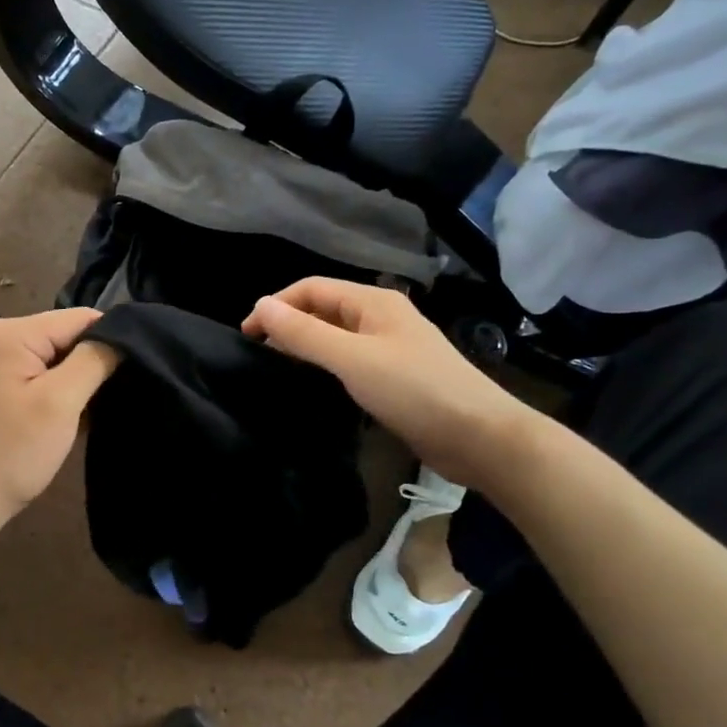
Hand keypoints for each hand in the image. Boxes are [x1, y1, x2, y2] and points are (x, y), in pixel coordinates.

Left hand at [0, 309, 120, 525]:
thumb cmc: (14, 452)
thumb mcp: (61, 403)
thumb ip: (94, 359)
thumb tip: (121, 333)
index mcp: (8, 333)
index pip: (77, 318)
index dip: (109, 339)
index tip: (132, 370)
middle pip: (63, 333)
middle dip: (90, 360)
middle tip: (112, 393)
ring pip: (53, 354)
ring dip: (74, 377)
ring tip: (92, 405)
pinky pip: (36, 370)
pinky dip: (56, 387)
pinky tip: (67, 412)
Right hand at [242, 278, 541, 490]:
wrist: (480, 437)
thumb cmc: (415, 390)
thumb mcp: (352, 358)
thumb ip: (305, 333)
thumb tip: (260, 305)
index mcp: (373, 302)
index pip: (311, 288)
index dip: (276, 305)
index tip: (246, 336)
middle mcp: (381, 317)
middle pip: (324, 308)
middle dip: (288, 323)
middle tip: (257, 354)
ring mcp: (391, 347)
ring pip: (336, 335)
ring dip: (306, 345)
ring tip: (278, 368)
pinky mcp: (396, 376)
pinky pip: (351, 360)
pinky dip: (326, 365)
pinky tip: (315, 385)